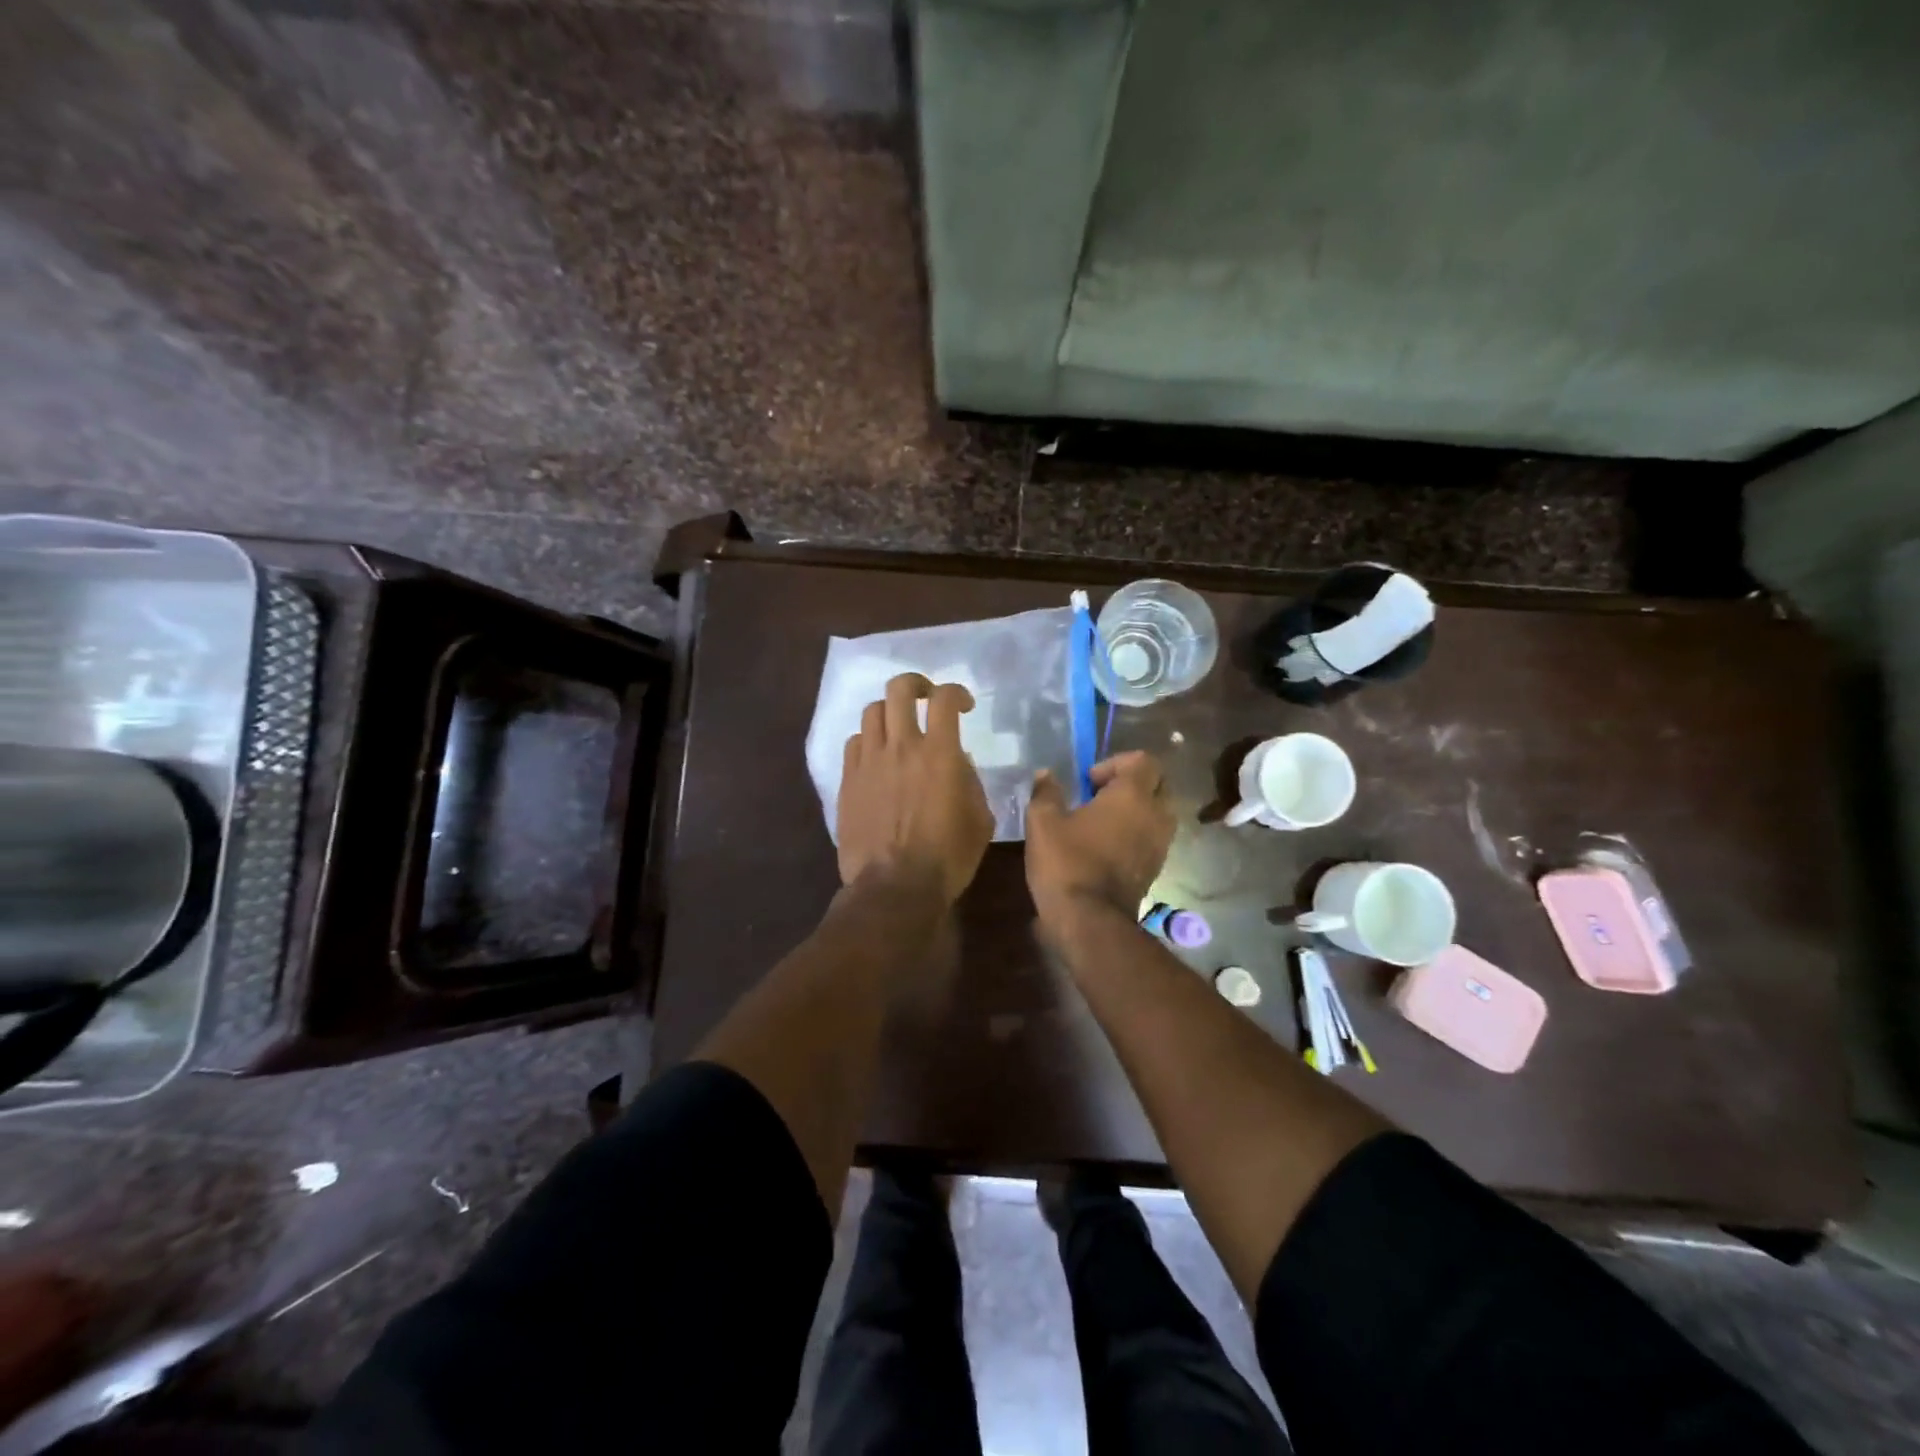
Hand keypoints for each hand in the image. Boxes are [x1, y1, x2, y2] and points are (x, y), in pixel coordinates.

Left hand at [837, 673, 993, 906]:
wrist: (895, 886)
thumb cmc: (948, 857)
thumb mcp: (980, 819)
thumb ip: (971, 781)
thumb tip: (958, 762)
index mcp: (939, 753)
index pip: (945, 699)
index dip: (956, 692)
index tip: (964, 706)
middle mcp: (901, 746)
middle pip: (899, 689)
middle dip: (916, 685)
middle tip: (926, 699)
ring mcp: (870, 761)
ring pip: (873, 711)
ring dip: (890, 712)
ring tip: (899, 728)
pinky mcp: (848, 780)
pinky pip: (854, 742)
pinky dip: (869, 740)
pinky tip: (878, 756)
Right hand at [1025, 750, 1174, 927]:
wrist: (1089, 921)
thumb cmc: (1067, 863)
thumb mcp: (1043, 823)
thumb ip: (1046, 793)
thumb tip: (1045, 775)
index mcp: (1132, 796)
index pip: (1143, 760)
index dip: (1116, 763)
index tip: (1088, 782)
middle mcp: (1155, 815)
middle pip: (1157, 783)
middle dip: (1131, 784)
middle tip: (1098, 796)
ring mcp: (1160, 844)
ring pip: (1159, 812)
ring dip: (1136, 810)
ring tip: (1102, 822)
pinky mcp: (1156, 868)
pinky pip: (1154, 837)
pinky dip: (1137, 833)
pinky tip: (1106, 846)